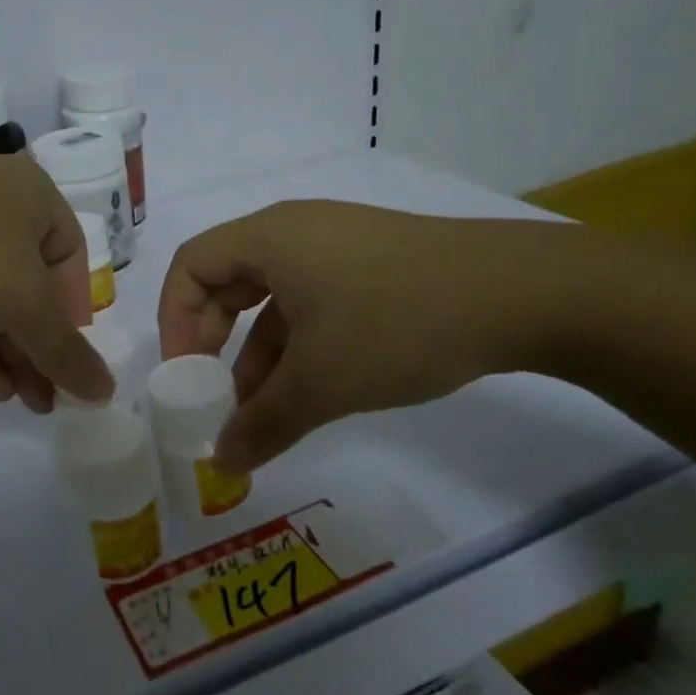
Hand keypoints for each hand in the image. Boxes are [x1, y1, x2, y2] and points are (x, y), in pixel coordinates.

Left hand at [0, 139, 112, 411]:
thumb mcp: (24, 302)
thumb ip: (66, 350)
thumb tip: (106, 392)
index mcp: (33, 197)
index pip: (71, 258)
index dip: (76, 313)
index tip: (72, 360)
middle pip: (27, 284)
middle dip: (39, 345)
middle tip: (49, 399)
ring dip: (7, 351)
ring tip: (23, 404)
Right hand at [157, 201, 568, 469]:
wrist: (520, 294)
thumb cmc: (396, 323)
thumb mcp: (322, 382)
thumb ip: (263, 423)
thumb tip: (223, 462)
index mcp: (269, 238)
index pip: (191, 265)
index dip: (174, 320)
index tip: (186, 375)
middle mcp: (296, 232)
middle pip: (227, 279)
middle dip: (212, 340)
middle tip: (214, 394)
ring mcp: (338, 246)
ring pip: (274, 298)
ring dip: (258, 353)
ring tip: (262, 412)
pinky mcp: (373, 266)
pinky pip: (313, 302)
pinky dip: (298, 345)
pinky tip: (310, 391)